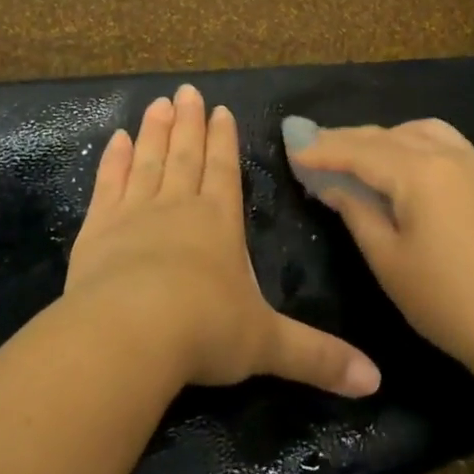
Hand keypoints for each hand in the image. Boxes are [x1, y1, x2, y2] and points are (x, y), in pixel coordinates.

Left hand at [65, 84, 381, 397]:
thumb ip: (318, 357)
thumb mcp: (268, 345)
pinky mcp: (97, 230)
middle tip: (186, 91)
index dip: (223, 140)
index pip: (224, 170)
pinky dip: (113, 162)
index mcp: (219, 223)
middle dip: (189, 123)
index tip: (220, 110)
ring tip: (158, 104)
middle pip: (185, 156)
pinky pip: (107, 185)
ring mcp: (133, 214)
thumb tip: (376, 382)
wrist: (129, 334)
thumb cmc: (204, 331)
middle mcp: (178, 207)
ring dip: (154, 132)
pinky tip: (115, 140)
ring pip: (148, 161)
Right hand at [290, 119, 473, 373]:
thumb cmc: (447, 300)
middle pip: (389, 136)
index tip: (293, 148)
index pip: (361, 151)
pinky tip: (407, 165)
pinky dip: (417, 144)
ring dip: (386, 137)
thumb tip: (333, 186)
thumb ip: (357, 212)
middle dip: (349, 139)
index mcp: (421, 173)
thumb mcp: (388, 260)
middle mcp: (451, 155)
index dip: (324, 149)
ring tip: (360, 154)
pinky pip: (448, 144)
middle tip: (315, 147)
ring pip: (422, 132)